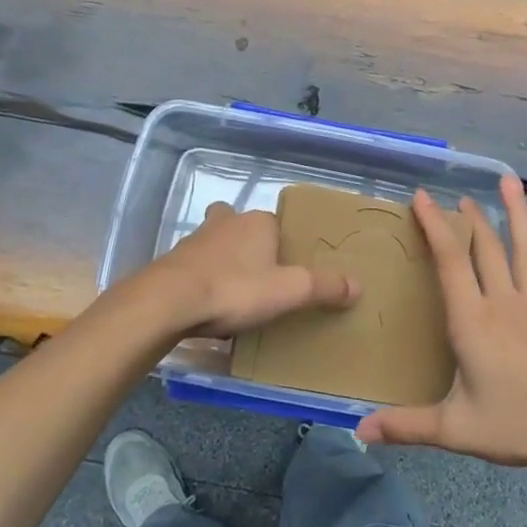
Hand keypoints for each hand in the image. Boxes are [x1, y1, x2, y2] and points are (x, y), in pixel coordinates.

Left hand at [144, 201, 357, 338]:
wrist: (168, 302)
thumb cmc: (235, 289)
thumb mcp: (288, 292)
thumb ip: (323, 287)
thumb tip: (358, 285)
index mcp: (258, 222)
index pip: (278, 224)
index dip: (283, 244)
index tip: (288, 269)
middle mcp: (227, 222)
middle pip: (243, 226)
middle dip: (249, 244)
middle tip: (261, 275)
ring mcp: (196, 239)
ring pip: (217, 242)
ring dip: (224, 260)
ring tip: (235, 292)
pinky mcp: (174, 261)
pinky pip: (196, 265)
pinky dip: (204, 278)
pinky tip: (208, 303)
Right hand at [356, 176, 526, 473]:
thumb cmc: (520, 422)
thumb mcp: (457, 428)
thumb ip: (408, 426)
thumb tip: (359, 429)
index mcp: (473, 320)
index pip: (451, 260)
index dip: (434, 225)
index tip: (422, 196)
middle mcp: (502, 302)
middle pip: (485, 246)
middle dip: (468, 216)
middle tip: (455, 195)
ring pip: (521, 248)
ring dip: (513, 212)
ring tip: (509, 181)